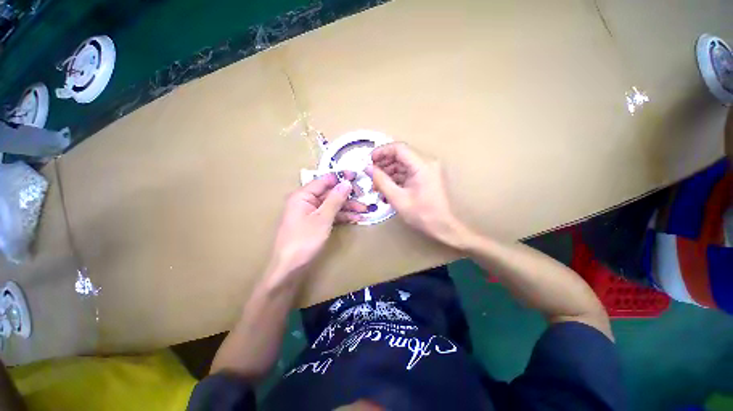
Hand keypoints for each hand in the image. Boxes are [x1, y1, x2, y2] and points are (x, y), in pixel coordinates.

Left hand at [270, 173, 366, 276]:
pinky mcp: (315, 223)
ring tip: (364, 210)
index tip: (356, 176)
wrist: (289, 268)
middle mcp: (306, 201)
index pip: (324, 180)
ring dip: (347, 207)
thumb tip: (346, 183)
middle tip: (364, 197)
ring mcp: (310, 213)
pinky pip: (330, 215)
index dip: (340, 178)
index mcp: (303, 195)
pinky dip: (341, 216)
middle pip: (329, 193)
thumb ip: (335, 199)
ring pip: (332, 205)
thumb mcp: (322, 219)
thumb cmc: (304, 240)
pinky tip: (355, 218)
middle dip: (347, 196)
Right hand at [367, 143, 466, 245]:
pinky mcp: (427, 176)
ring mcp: (428, 169)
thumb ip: (381, 181)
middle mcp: (427, 163)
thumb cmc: (422, 214)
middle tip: (371, 175)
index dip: (382, 151)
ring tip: (377, 185)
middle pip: (401, 155)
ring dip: (389, 172)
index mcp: (422, 165)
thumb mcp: (397, 198)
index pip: (399, 148)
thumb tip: (368, 168)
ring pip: (403, 164)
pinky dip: (397, 178)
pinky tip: (387, 188)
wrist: (443, 227)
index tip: (369, 161)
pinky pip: (408, 172)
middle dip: (384, 164)